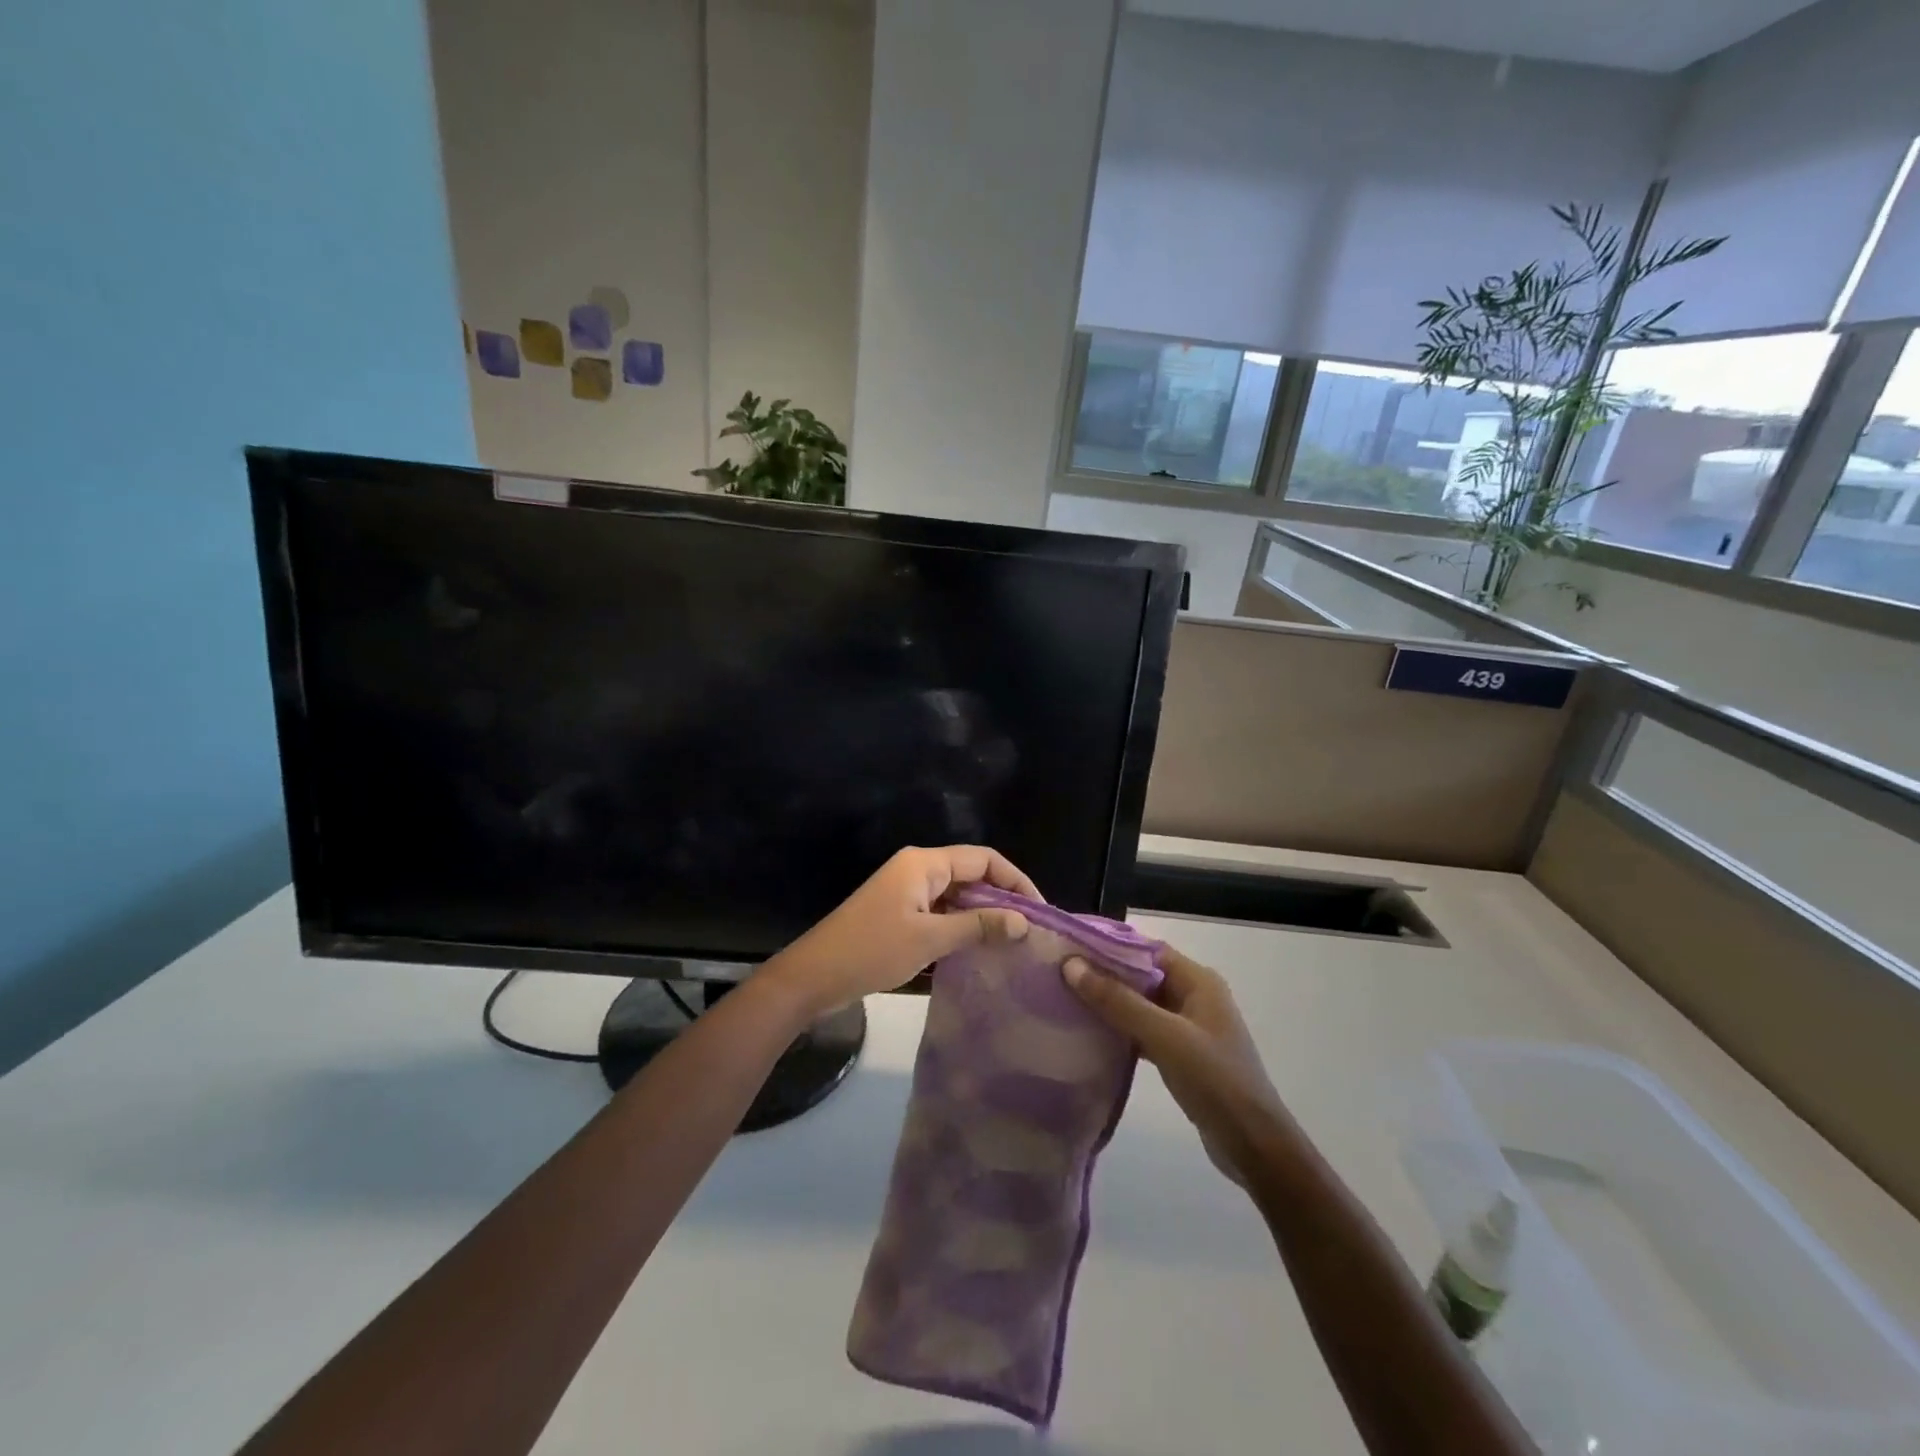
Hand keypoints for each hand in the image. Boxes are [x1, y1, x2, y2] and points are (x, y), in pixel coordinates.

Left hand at [763, 846, 1037, 1014]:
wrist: (813, 977)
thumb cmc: (872, 951)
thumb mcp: (930, 939)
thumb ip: (978, 926)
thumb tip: (1024, 921)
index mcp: (924, 863)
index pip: (983, 858)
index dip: (1015, 880)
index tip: (1040, 911)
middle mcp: (917, 869)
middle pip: (971, 874)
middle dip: (1002, 898)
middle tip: (1031, 932)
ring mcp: (907, 892)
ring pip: (957, 896)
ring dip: (982, 915)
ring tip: (1013, 944)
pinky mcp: (899, 914)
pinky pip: (940, 912)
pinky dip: (961, 927)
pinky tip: (979, 951)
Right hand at [1063, 945, 1282, 1186]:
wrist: (1254, 1146)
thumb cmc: (1214, 1080)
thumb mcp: (1165, 1036)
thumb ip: (1118, 1001)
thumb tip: (1071, 965)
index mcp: (1198, 981)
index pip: (1147, 950)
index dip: (1110, 946)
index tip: (1070, 947)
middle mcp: (1195, 996)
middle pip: (1143, 976)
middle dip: (1105, 974)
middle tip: (1060, 974)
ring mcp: (1189, 1028)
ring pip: (1141, 1005)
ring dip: (1110, 1003)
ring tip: (1067, 1000)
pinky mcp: (1182, 1056)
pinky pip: (1145, 1031)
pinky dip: (1121, 1030)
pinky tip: (1091, 1035)